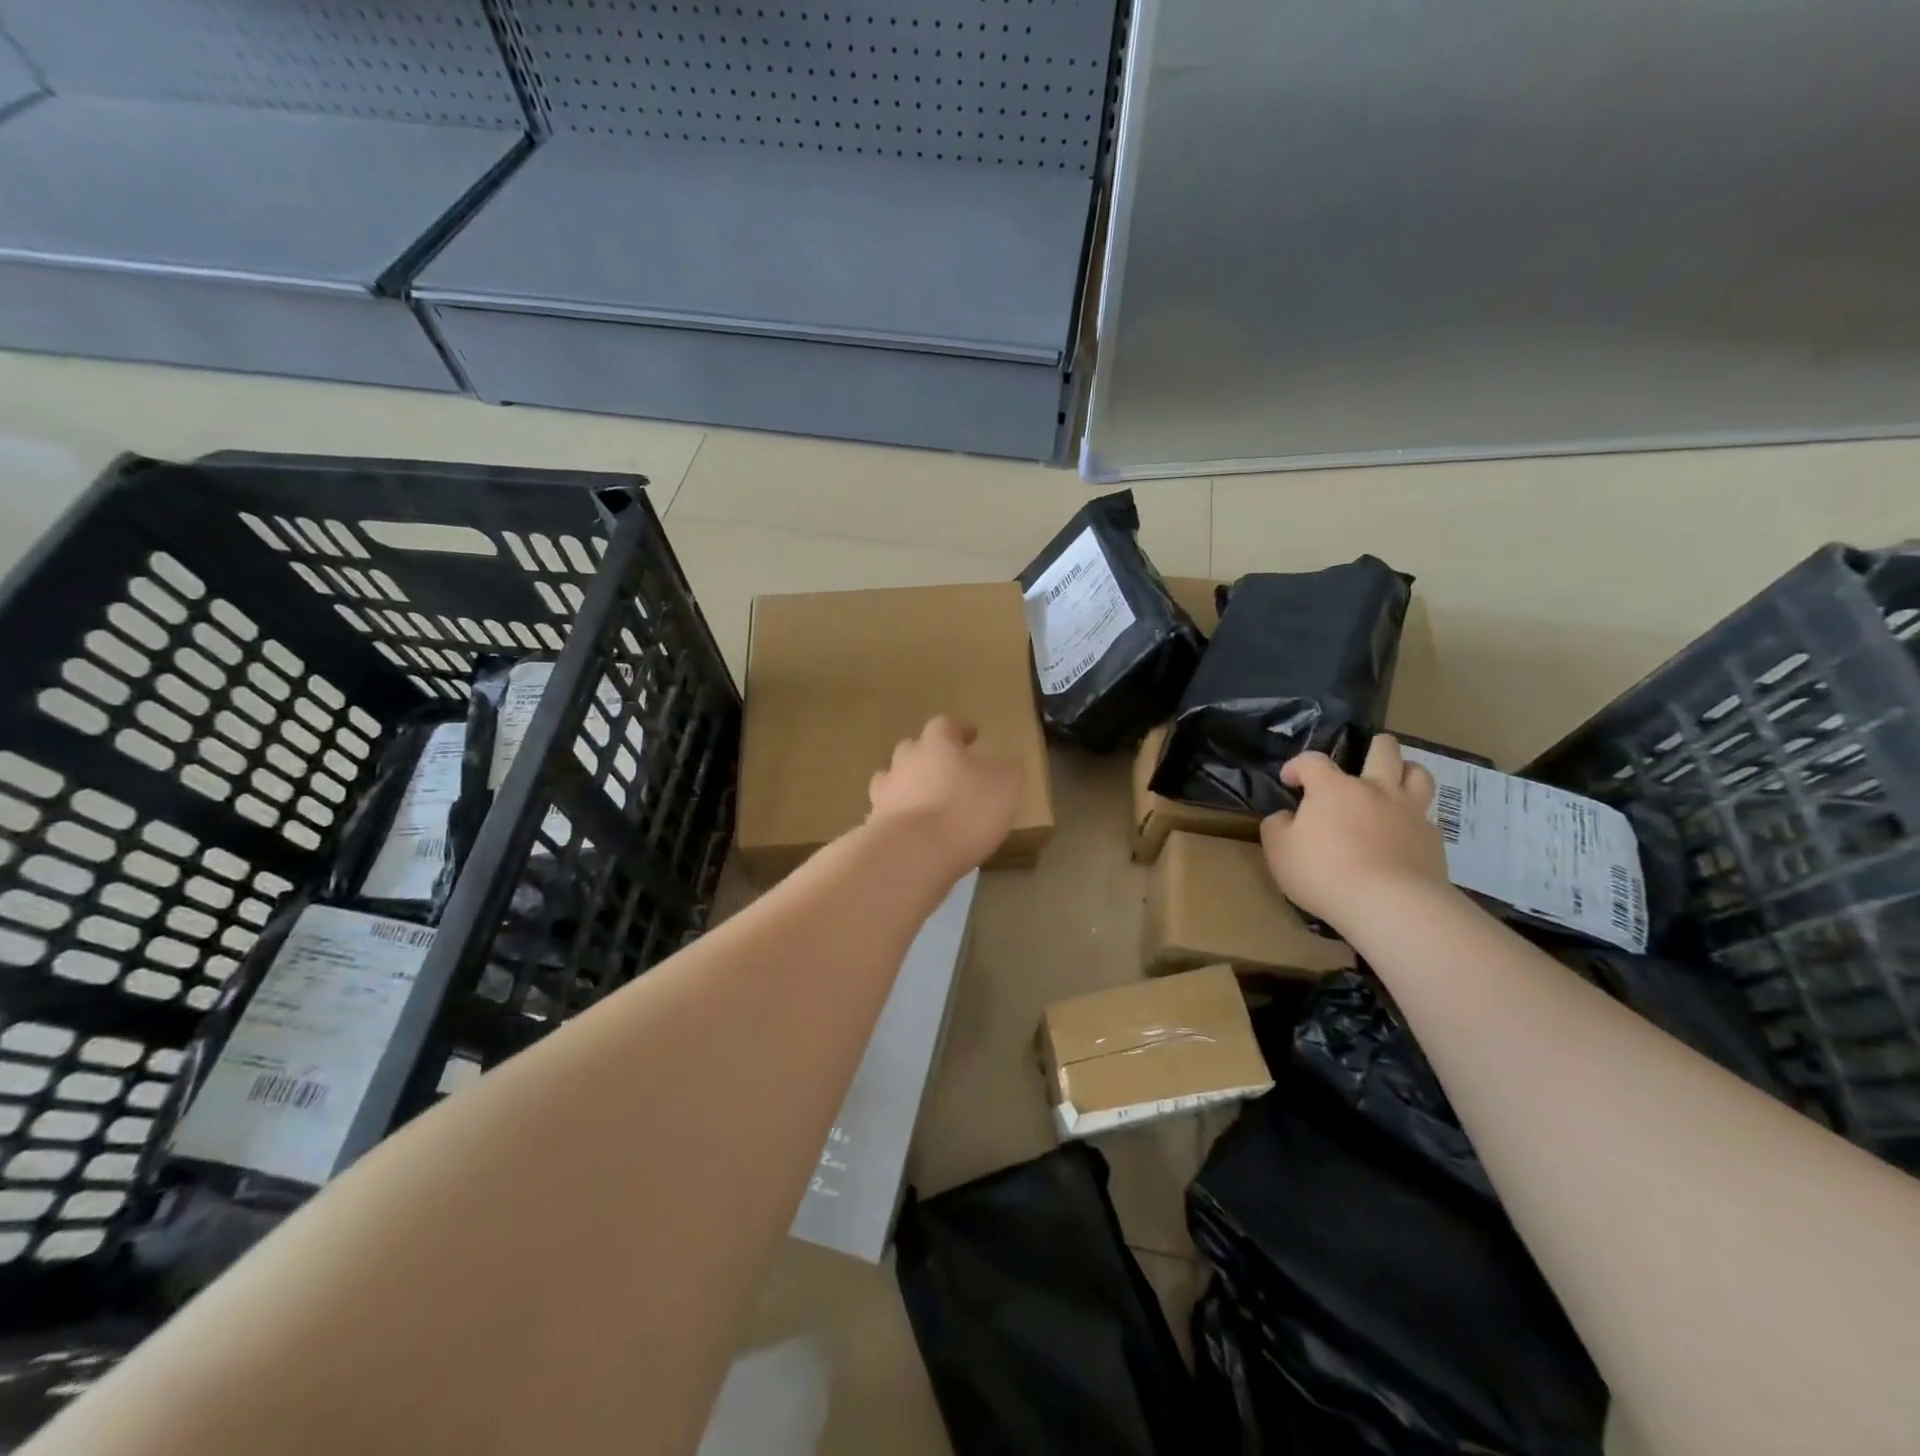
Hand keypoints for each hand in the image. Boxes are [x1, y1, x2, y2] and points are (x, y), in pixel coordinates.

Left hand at [867, 716, 1024, 876]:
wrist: (912, 855)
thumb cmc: (966, 811)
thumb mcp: (1005, 786)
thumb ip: (1007, 770)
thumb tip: (1006, 764)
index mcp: (936, 744)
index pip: (944, 725)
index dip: (959, 729)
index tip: (972, 735)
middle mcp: (904, 762)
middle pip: (912, 749)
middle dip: (928, 756)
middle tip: (947, 769)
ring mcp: (884, 794)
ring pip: (893, 780)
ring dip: (908, 786)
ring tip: (925, 801)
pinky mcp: (874, 826)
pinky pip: (888, 815)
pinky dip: (900, 818)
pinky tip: (914, 833)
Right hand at [1260, 734, 1450, 930]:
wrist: (1390, 905)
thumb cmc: (1324, 872)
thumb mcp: (1279, 850)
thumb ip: (1277, 826)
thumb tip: (1286, 817)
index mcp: (1333, 788)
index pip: (1312, 760)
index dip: (1298, 766)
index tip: (1290, 781)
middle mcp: (1375, 790)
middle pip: (1383, 749)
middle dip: (1371, 747)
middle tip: (1359, 761)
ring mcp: (1410, 812)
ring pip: (1418, 774)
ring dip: (1404, 772)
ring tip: (1393, 784)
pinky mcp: (1433, 839)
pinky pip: (1427, 817)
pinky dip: (1414, 818)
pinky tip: (1403, 835)